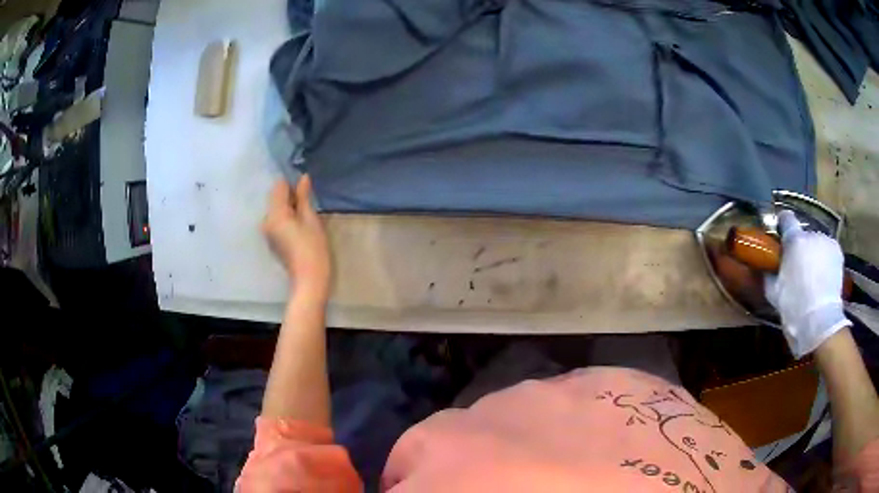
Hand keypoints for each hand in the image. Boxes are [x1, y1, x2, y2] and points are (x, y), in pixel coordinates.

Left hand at [262, 175, 330, 299]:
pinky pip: (276, 221)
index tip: (306, 190)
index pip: (278, 187)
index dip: (292, 185)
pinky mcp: (272, 240)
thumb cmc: (313, 248)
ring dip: (289, 208)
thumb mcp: (311, 219)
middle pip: (275, 198)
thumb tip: (303, 178)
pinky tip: (299, 228)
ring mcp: (267, 232)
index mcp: (275, 214)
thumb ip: (304, 197)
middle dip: (290, 197)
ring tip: (305, 217)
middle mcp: (266, 221)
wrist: (309, 279)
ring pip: (276, 210)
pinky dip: (286, 218)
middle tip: (308, 205)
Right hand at [764, 210, 850, 356]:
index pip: (786, 219)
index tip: (782, 233)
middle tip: (799, 268)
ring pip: (817, 244)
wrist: (820, 323)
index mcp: (794, 241)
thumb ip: (770, 274)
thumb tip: (767, 267)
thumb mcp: (775, 293)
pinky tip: (824, 277)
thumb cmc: (794, 309)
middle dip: (801, 248)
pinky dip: (826, 260)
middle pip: (804, 236)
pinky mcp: (837, 251)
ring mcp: (826, 241)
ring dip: (815, 254)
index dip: (783, 225)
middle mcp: (811, 234)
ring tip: (814, 276)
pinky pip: (828, 250)